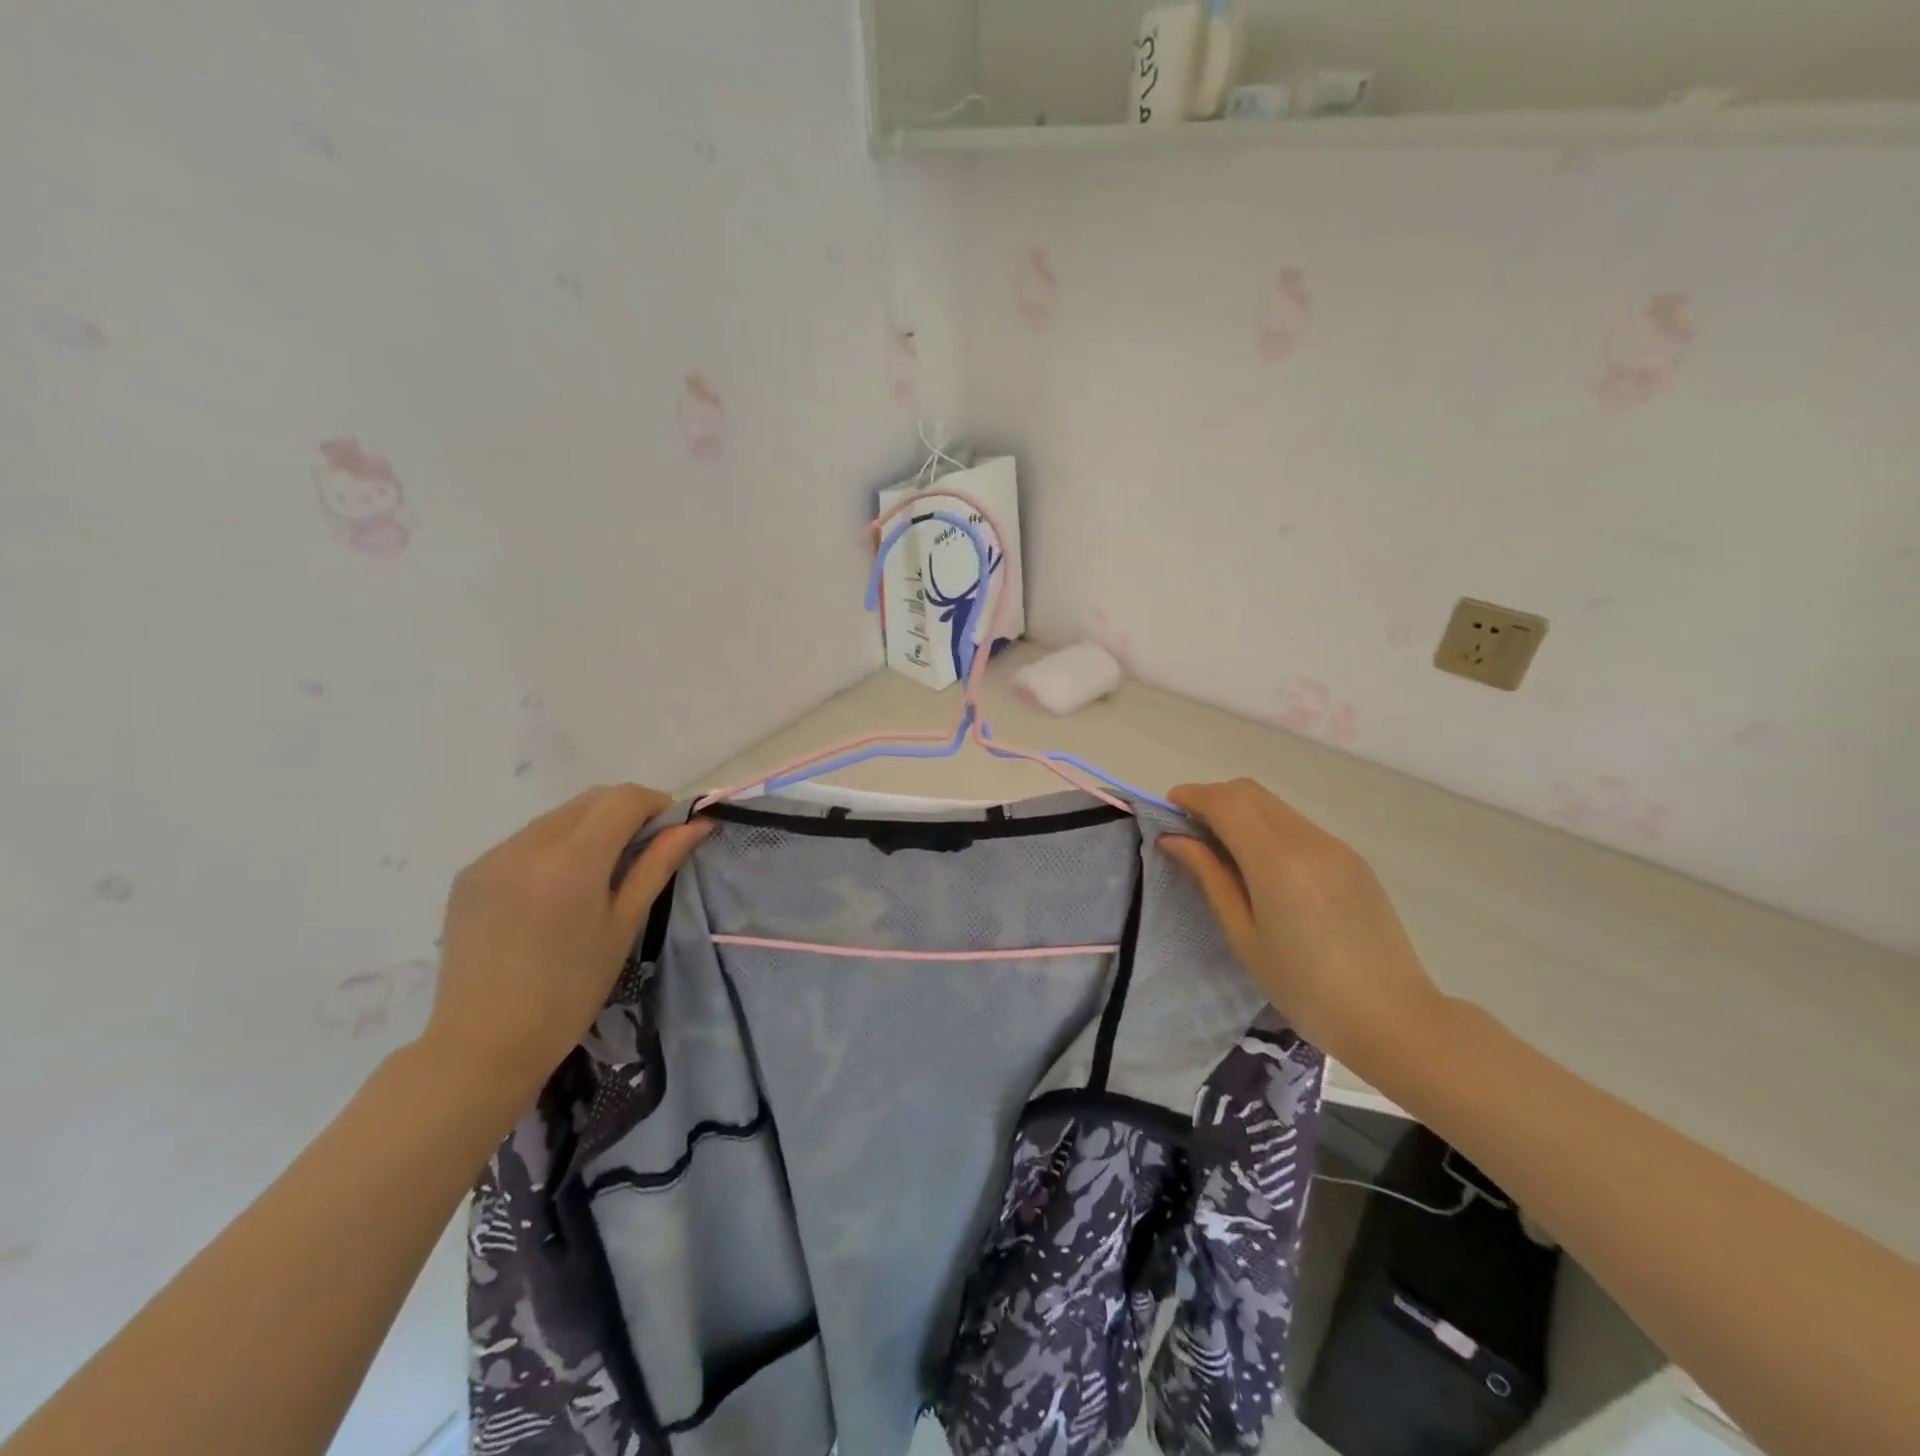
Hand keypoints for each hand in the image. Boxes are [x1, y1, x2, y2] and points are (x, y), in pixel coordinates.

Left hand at [419, 785, 709, 1105]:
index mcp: (571, 860)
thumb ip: (657, 865)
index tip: (671, 833)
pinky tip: (557, 891)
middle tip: (644, 852)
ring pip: (559, 817)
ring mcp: (492, 857)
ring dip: (590, 828)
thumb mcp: (624, 924)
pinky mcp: (470, 873)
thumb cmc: (570, 991)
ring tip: (599, 875)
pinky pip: (526, 840)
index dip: (656, 805)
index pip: (623, 799)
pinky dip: (555, 847)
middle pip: (591, 800)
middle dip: (625, 813)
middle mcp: (527, 845)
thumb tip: (697, 824)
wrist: (483, 1044)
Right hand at [1161, 779, 1443, 1065]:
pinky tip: (1263, 867)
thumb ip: (1210, 877)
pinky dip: (1268, 829)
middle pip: (1250, 792)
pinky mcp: (1352, 859)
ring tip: (1223, 851)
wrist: (1392, 1018)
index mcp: (1276, 862)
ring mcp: (1335, 847)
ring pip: (1275, 806)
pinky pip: (1298, 826)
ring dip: (1241, 812)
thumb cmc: (1304, 988)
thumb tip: (1174, 839)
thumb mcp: (1244, 935)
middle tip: (1189, 830)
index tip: (1167, 809)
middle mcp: (1308, 841)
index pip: (1226, 802)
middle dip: (1214, 799)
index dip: (1192, 796)